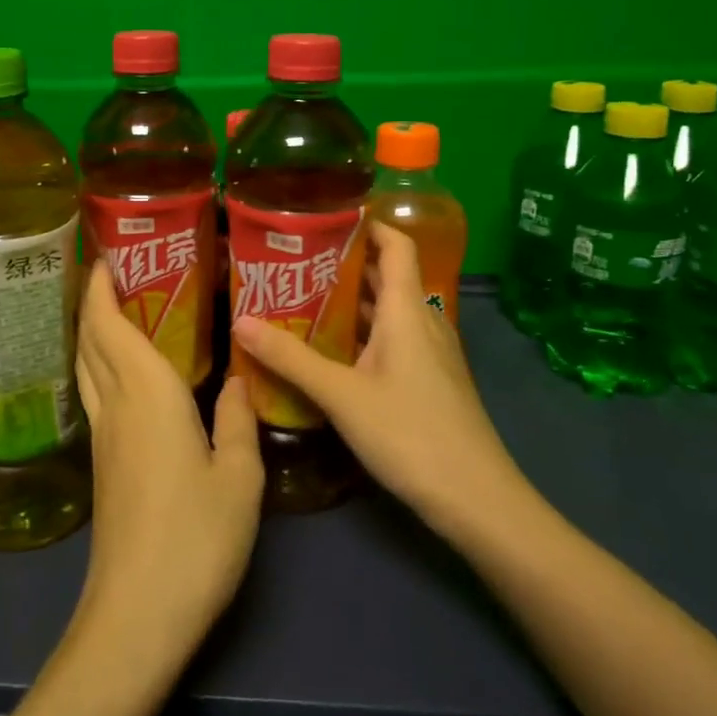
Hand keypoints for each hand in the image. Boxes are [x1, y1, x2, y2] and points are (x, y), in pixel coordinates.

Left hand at [72, 261, 263, 663]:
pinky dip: (101, 363)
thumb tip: (239, 380)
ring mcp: (103, 435)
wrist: (137, 613)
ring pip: (86, 366)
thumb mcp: (239, 478)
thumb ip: (238, 421)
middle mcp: (116, 404)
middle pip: (89, 339)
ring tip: (118, 308)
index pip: (108, 325)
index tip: (106, 254)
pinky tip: (126, 371)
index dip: (100, 286)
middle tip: (116, 270)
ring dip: (92, 330)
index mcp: (147, 394)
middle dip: (93, 299)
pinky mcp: (102, 462)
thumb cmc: (195, 538)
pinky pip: (95, 392)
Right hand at [231, 222, 529, 537]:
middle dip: (343, 263)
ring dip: (349, 301)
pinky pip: (391, 339)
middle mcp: (422, 321)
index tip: (325, 215)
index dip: (368, 223)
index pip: (396, 244)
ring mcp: (429, 353)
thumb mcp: (341, 395)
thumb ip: (290, 358)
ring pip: (387, 311)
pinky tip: (328, 350)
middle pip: (386, 275)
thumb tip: (239, 321)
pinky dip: (361, 333)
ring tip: (300, 298)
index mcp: (407, 309)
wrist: (477, 500)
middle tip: (293, 260)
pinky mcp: (428, 380)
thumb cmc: (411, 434)